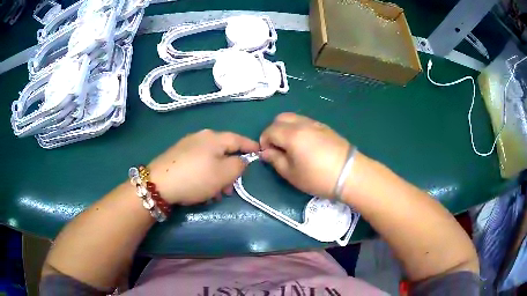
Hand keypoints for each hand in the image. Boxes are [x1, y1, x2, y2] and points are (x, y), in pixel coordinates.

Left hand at [147, 130, 259, 204]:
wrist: (158, 183)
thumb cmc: (196, 178)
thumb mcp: (224, 173)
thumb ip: (239, 165)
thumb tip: (241, 160)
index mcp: (214, 137)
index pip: (238, 139)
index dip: (251, 146)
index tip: (260, 152)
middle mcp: (200, 137)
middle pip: (223, 151)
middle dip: (230, 170)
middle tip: (231, 188)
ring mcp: (187, 145)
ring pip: (210, 160)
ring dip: (217, 176)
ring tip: (216, 194)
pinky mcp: (177, 155)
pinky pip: (198, 163)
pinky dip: (205, 175)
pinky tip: (201, 189)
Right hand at [260, 113, 350, 197]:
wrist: (350, 174)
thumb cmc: (318, 177)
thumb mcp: (292, 174)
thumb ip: (275, 160)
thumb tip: (267, 152)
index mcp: (292, 134)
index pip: (269, 130)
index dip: (264, 142)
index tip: (268, 155)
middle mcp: (302, 123)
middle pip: (281, 119)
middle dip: (274, 131)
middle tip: (278, 149)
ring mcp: (316, 123)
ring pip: (294, 118)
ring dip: (286, 129)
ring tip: (292, 148)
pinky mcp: (326, 128)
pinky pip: (306, 122)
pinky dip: (299, 129)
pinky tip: (306, 145)